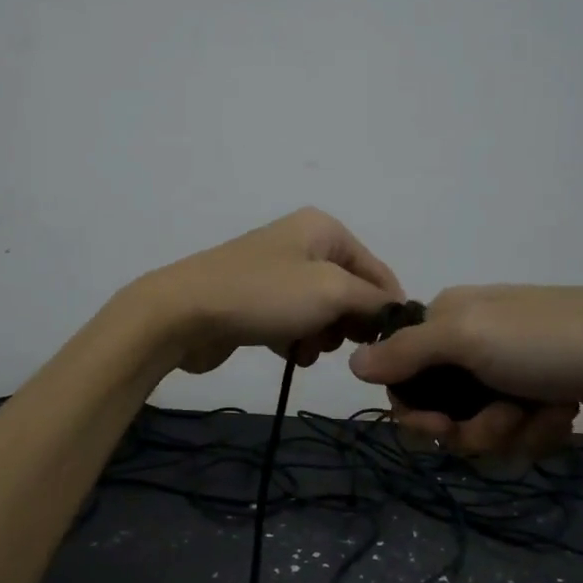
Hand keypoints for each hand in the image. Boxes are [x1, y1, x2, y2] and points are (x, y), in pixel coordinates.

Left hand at [129, 208, 405, 373]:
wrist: (185, 313)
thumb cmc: (265, 295)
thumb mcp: (332, 292)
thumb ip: (373, 301)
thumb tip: (396, 311)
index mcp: (324, 229)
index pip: (378, 270)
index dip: (387, 308)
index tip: (390, 345)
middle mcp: (302, 244)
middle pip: (351, 291)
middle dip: (349, 323)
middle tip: (342, 345)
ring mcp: (276, 273)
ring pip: (322, 312)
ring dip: (322, 336)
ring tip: (308, 349)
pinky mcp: (256, 302)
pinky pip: (293, 323)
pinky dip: (296, 340)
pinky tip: (290, 353)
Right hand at [348, 284, 582, 455]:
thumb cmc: (548, 340)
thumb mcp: (468, 337)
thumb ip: (407, 352)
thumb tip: (352, 363)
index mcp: (452, 317)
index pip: (406, 371)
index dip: (416, 407)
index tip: (435, 427)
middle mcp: (478, 340)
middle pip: (445, 406)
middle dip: (471, 426)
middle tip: (501, 422)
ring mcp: (516, 368)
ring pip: (483, 425)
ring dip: (509, 431)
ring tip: (543, 416)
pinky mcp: (548, 393)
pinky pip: (520, 429)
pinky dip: (538, 430)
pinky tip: (564, 415)